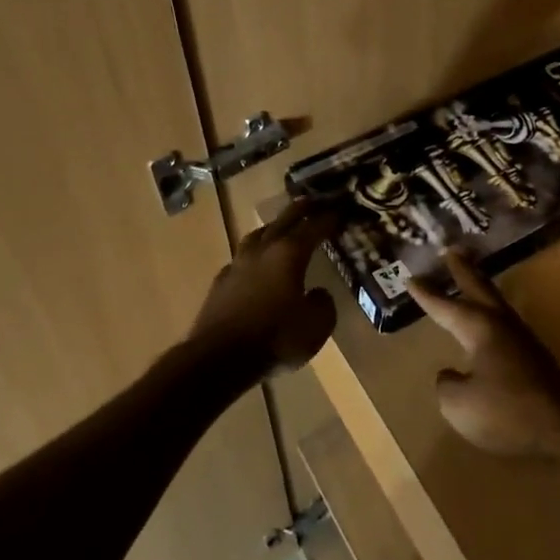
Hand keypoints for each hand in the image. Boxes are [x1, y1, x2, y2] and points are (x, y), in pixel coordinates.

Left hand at [190, 199, 339, 375]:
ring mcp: (237, 264)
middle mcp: (262, 250)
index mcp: (289, 253)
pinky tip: (255, 265)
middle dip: (301, 209)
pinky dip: (254, 256)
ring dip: (273, 228)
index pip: (314, 227)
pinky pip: (242, 259)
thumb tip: (318, 293)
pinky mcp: (220, 283)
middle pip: (283, 220)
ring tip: (281, 228)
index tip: (341, 209)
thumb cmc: (275, 338)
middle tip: (313, 201)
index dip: (329, 217)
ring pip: (258, 235)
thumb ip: (323, 304)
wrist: (218, 359)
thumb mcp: (317, 326)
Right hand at [408, 251, 559, 461]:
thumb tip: (451, 374)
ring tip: (472, 279)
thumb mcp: (458, 404)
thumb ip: (447, 384)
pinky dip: (492, 314)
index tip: (410, 278)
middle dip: (463, 270)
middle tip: (452, 250)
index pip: (446, 307)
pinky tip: (490, 327)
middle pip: (479, 288)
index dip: (427, 295)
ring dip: (481, 288)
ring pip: (496, 304)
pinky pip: (505, 325)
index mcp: (479, 328)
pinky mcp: (534, 358)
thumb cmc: (506, 412)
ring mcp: (522, 340)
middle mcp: (501, 325)